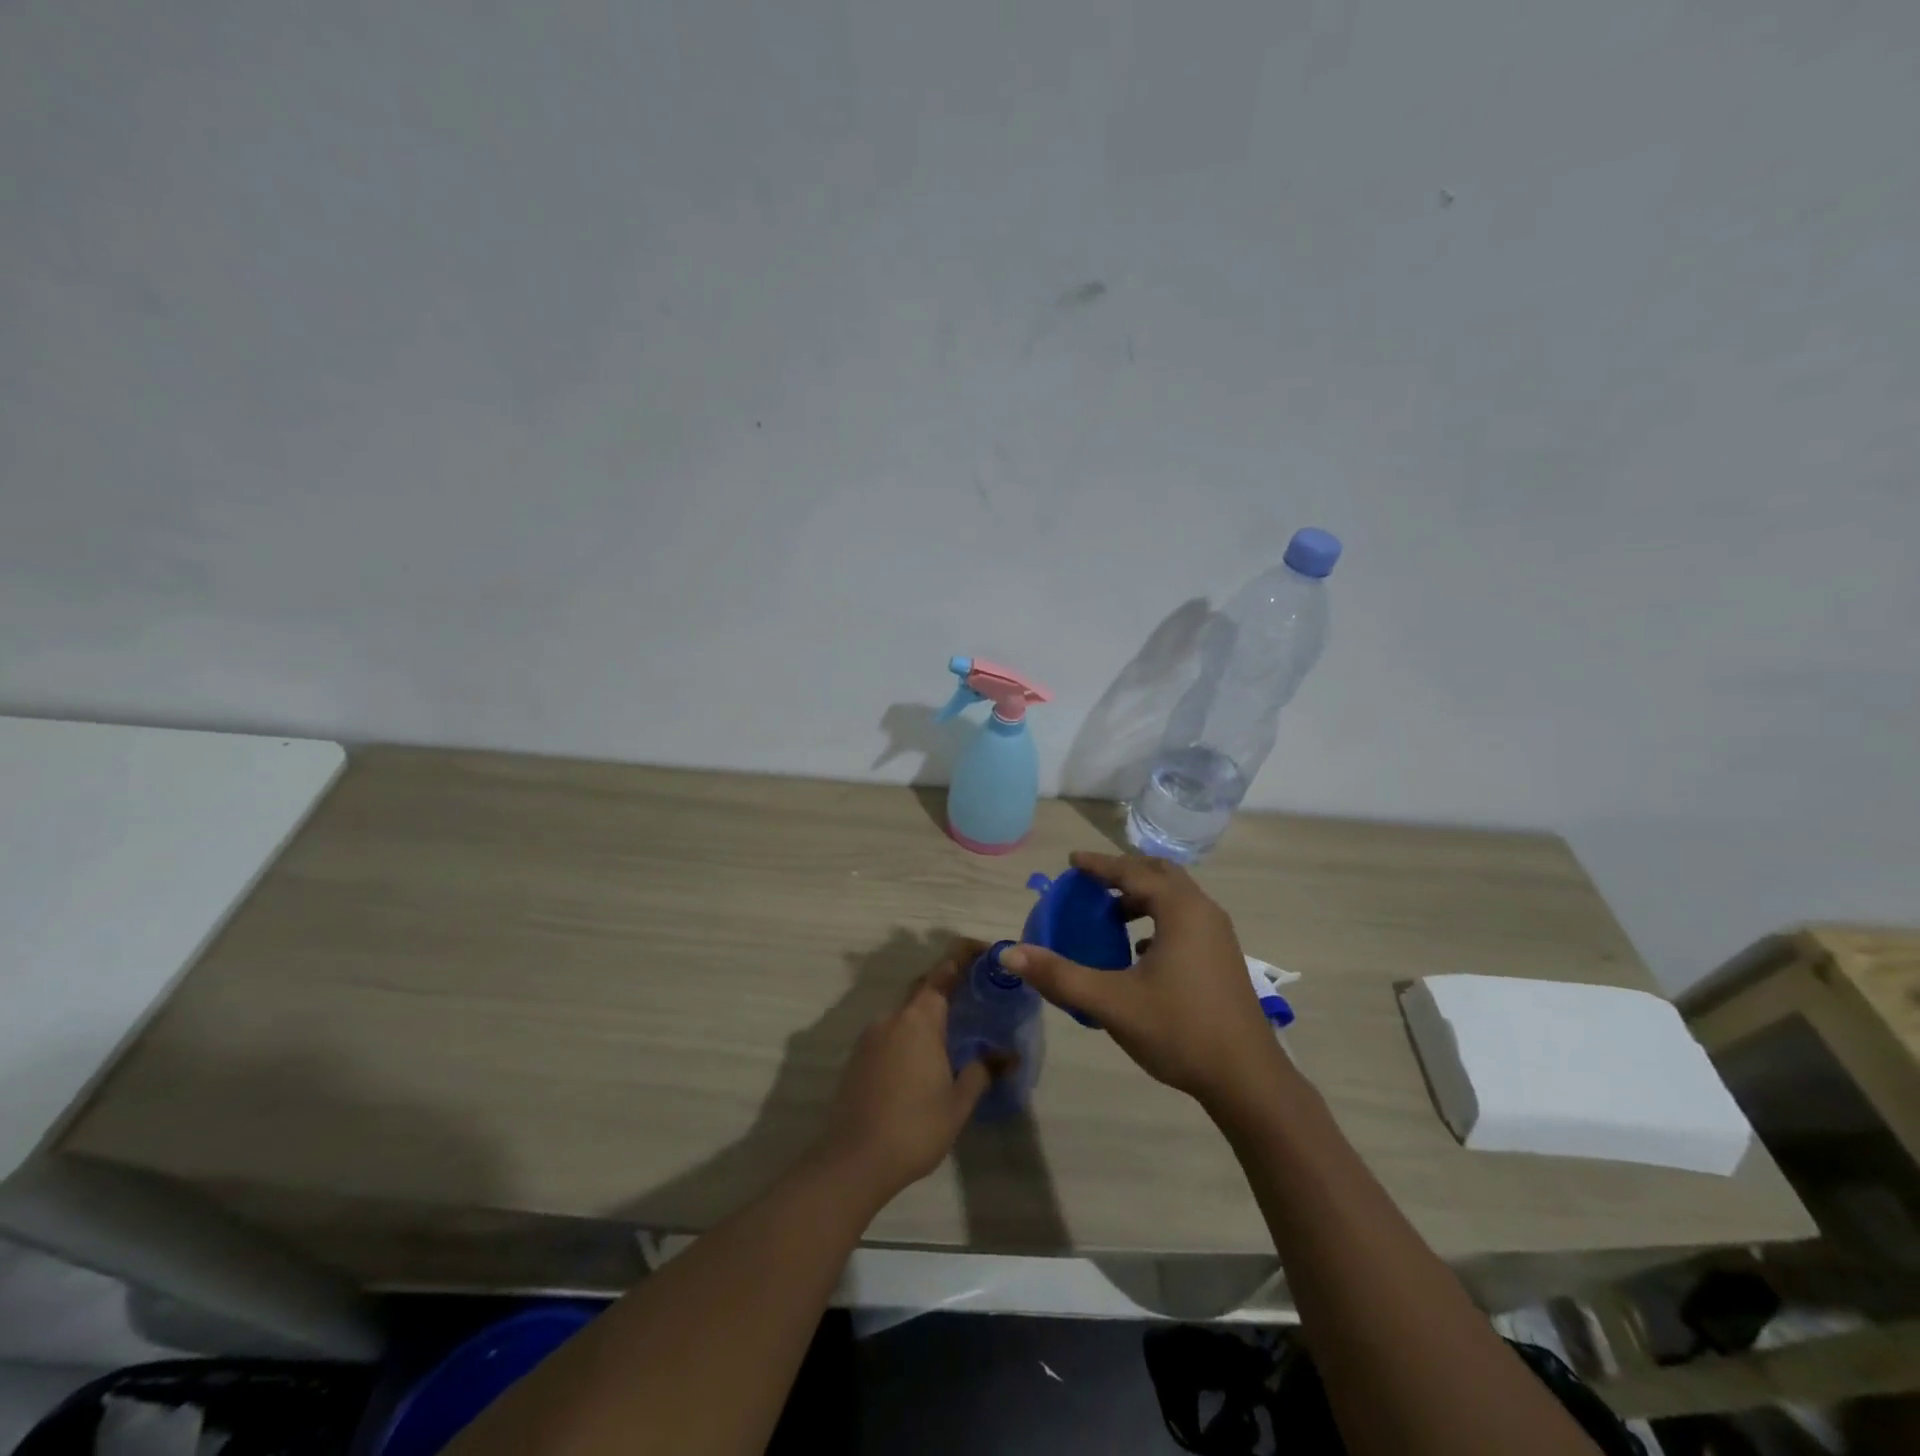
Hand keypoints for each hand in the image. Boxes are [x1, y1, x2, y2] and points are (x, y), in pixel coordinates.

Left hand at [816, 939, 994, 1201]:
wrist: (853, 1160)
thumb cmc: (914, 1127)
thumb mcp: (958, 1103)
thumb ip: (982, 1072)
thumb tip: (1007, 1055)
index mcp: (919, 1019)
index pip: (944, 972)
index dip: (963, 956)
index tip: (983, 950)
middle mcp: (893, 1017)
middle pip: (923, 987)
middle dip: (947, 983)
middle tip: (975, 992)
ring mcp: (871, 1036)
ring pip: (905, 1011)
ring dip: (927, 1012)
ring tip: (953, 1030)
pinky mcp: (858, 1056)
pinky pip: (890, 1031)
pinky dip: (910, 1033)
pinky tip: (923, 1058)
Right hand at [1002, 852, 1282, 1109]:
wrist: (1247, 1079)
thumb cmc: (1179, 1031)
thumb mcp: (1112, 1002)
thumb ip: (1060, 975)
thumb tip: (1009, 954)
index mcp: (1180, 910)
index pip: (1132, 872)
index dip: (1099, 865)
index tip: (1071, 861)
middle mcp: (1203, 912)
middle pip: (1159, 874)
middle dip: (1124, 873)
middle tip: (1091, 881)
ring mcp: (1218, 935)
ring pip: (1176, 897)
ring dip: (1142, 896)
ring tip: (1110, 913)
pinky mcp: (1222, 958)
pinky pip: (1185, 920)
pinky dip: (1158, 918)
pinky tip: (1139, 948)